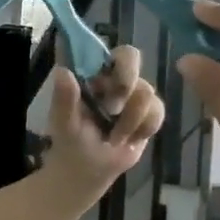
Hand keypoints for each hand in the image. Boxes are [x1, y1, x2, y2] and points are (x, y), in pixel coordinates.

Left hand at [44, 43, 165, 190]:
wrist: (90, 171)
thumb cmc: (71, 142)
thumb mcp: (63, 123)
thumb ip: (63, 99)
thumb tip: (62, 72)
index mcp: (87, 74)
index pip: (99, 49)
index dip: (105, 56)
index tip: (106, 79)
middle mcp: (111, 77)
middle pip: (131, 57)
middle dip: (126, 83)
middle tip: (113, 108)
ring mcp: (132, 93)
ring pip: (145, 91)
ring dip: (129, 120)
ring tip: (113, 137)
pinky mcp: (149, 111)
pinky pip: (157, 111)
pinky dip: (143, 129)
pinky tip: (129, 140)